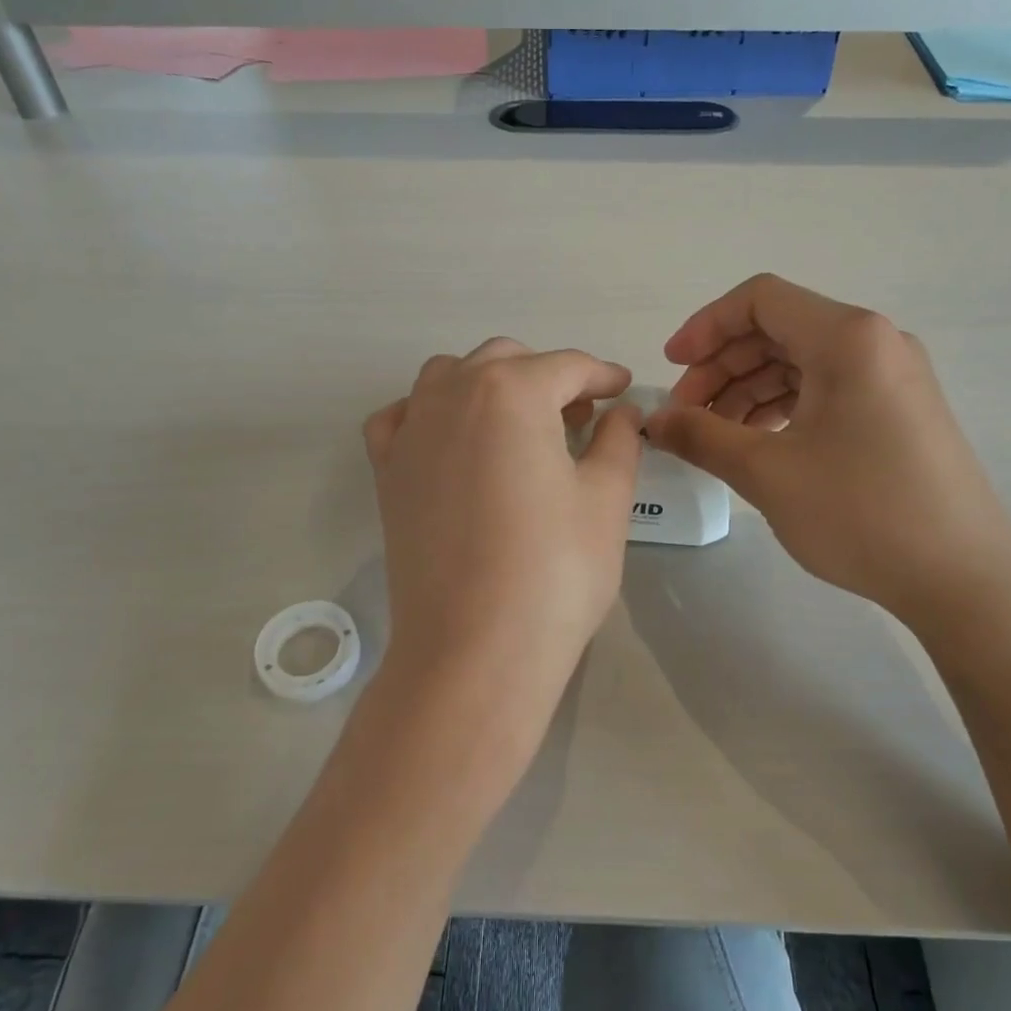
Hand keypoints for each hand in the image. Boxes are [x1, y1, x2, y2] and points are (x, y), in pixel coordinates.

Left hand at [363, 339, 642, 761]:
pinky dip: (431, 413)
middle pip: (506, 361)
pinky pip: (403, 416)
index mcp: (512, 391)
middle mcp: (452, 394)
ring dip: (489, 386)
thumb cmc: (555, 571)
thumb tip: (622, 411)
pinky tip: (453, 441)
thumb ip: (618, 440)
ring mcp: (411, 431)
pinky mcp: (386, 470)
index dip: (603, 375)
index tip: (624, 389)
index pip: (568, 366)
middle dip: (548, 377)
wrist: (474, 649)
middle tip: (581, 417)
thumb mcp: (606, 499)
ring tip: (520, 426)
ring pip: (450, 376)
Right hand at [645, 274, 1010, 626]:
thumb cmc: (861, 513)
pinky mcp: (900, 411)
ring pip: (801, 362)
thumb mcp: (767, 473)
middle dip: (722, 367)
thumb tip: (654, 421)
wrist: (964, 579)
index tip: (671, 368)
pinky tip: (759, 445)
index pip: (759, 299)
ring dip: (749, 391)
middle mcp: (875, 342)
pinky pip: (828, 390)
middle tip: (686, 416)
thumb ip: (701, 436)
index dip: (705, 327)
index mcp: (847, 337)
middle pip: (778, 330)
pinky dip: (784, 408)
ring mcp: (893, 376)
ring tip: (716, 438)